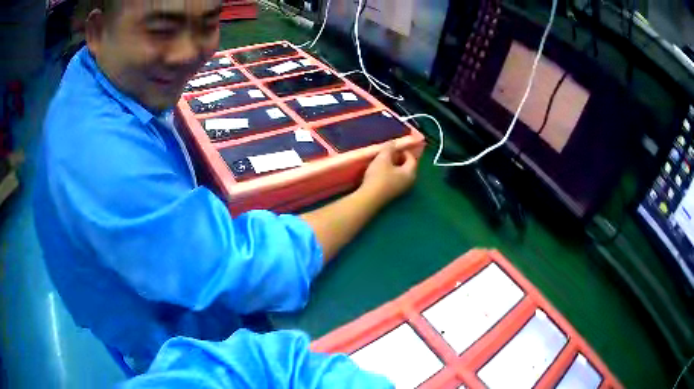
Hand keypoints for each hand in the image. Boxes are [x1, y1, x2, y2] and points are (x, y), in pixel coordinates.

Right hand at [361, 142, 417, 202]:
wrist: (370, 198)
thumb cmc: (379, 176)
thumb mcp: (383, 158)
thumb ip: (389, 148)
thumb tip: (394, 142)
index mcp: (410, 172)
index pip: (412, 158)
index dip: (404, 150)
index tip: (394, 146)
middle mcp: (410, 181)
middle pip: (408, 166)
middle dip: (400, 158)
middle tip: (390, 152)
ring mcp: (402, 189)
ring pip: (401, 173)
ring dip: (395, 166)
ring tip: (384, 160)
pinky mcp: (393, 193)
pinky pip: (396, 180)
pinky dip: (391, 173)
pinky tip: (381, 172)